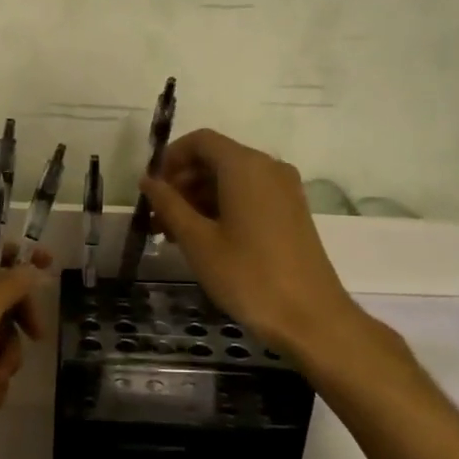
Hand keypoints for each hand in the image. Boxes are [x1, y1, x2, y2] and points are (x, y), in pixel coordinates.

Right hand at [139, 129, 385, 362]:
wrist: (310, 317)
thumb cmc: (248, 275)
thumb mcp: (198, 240)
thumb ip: (169, 205)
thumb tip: (148, 181)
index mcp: (245, 166)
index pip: (200, 141)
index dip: (170, 159)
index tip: (151, 190)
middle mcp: (268, 168)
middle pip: (215, 159)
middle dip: (182, 183)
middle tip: (157, 218)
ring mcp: (284, 190)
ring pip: (231, 180)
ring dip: (199, 199)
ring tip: (174, 235)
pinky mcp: (291, 212)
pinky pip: (249, 196)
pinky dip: (222, 208)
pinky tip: (203, 240)